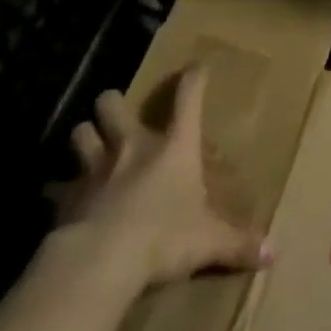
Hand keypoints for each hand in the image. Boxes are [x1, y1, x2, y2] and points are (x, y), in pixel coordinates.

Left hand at [49, 67, 268, 287]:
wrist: (101, 262)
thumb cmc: (163, 238)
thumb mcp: (208, 242)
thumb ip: (238, 244)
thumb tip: (275, 253)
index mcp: (173, 146)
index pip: (188, 96)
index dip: (194, 78)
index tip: (196, 68)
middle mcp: (132, 146)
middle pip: (112, 104)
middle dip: (113, 104)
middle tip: (118, 115)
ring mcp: (94, 168)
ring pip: (80, 133)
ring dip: (85, 137)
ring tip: (89, 147)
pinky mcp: (65, 198)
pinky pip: (55, 187)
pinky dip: (57, 191)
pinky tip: (59, 199)